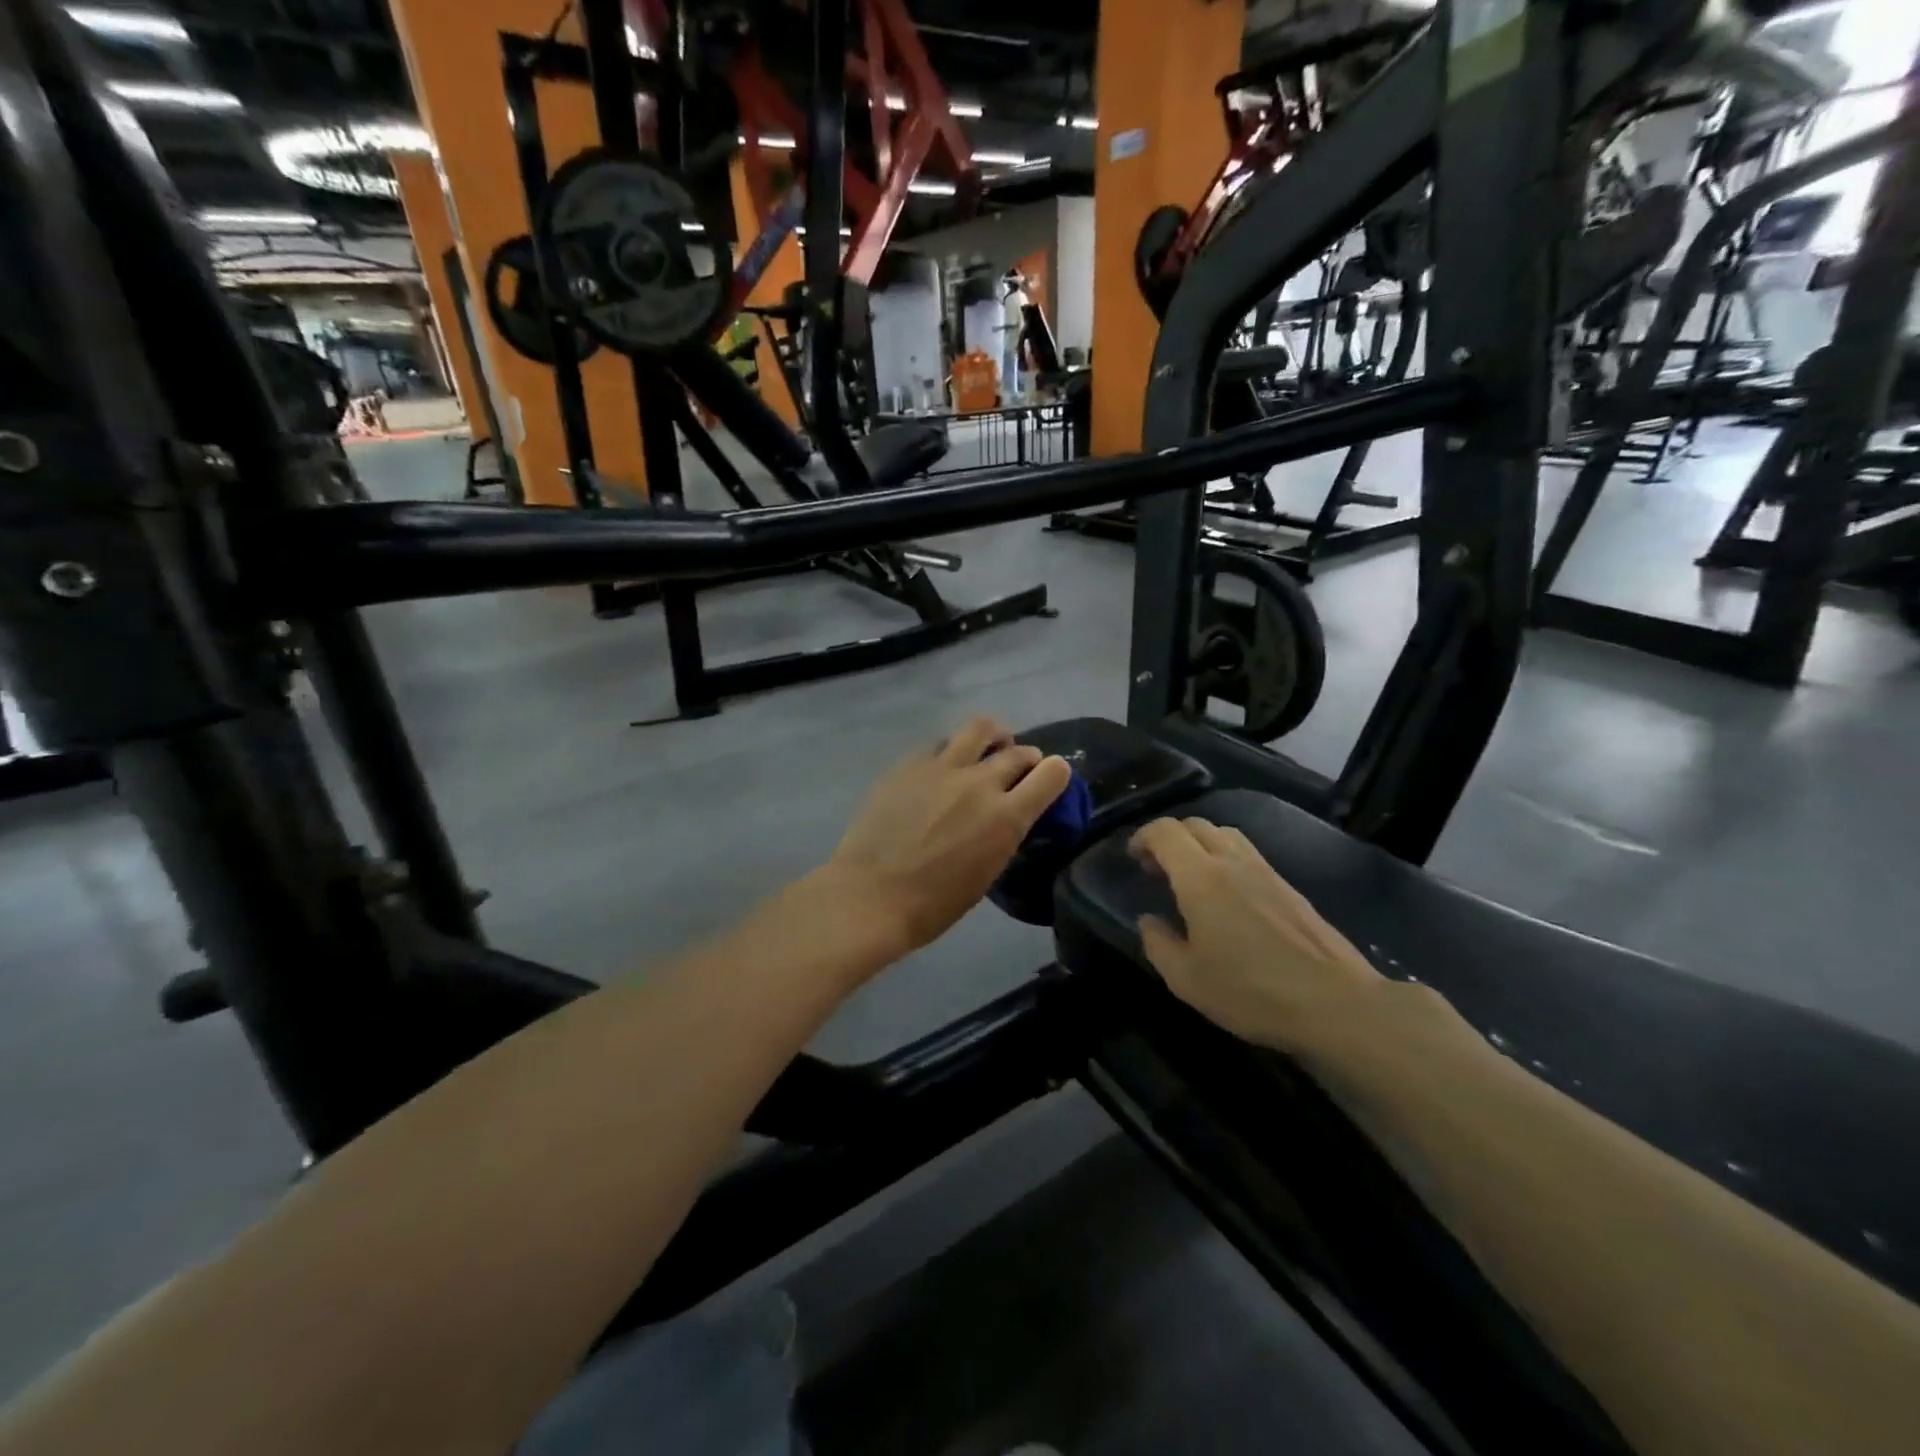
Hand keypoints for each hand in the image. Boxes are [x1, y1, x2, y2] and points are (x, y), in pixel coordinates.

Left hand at [824, 716, 1073, 956]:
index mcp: (1006, 818)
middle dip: (1027, 758)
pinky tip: (943, 768)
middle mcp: (980, 783)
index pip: (1052, 774)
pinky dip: (951, 751)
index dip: (1057, 773)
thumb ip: (1002, 834)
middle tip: (1019, 769)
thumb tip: (1006, 816)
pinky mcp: (909, 764)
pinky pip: (940, 744)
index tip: (1050, 779)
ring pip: (980, 727)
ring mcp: (942, 768)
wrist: (871, 896)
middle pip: (1018, 751)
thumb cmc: (933, 904)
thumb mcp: (986, 873)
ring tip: (987, 748)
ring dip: (993, 737)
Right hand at [1131, 818, 1384, 1054]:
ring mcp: (1266, 871)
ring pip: (1225, 834)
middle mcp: (1232, 862)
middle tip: (1157, 869)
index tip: (1133, 858)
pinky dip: (1225, 859)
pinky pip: (1247, 854)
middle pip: (1195, 825)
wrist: (1335, 1003)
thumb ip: (1158, 944)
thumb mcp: (1187, 979)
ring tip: (1190, 878)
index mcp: (1201, 878)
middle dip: (1169, 838)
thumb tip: (1149, 921)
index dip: (1143, 837)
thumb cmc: (1251, 991)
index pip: (1166, 832)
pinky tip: (1226, 896)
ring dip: (1199, 845)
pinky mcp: (1289, 887)